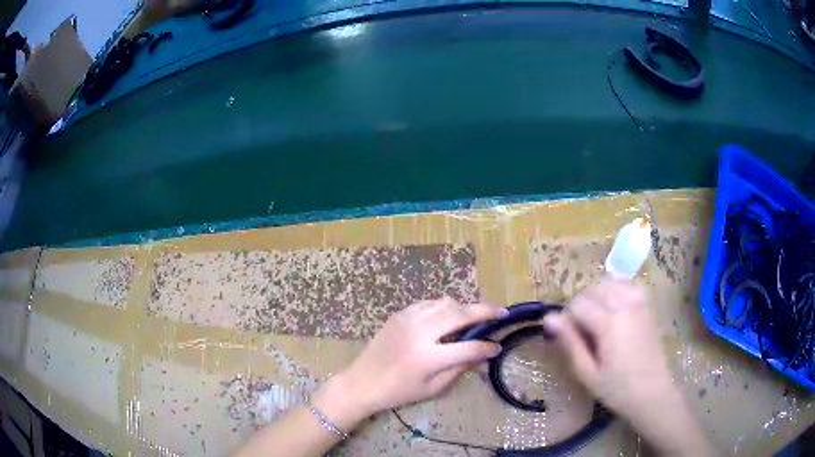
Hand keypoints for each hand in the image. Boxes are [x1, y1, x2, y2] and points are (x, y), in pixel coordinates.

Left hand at [329, 298, 503, 418]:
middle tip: (500, 312)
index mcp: (428, 357)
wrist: (362, 382)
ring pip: (445, 303)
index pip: (468, 347)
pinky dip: (442, 306)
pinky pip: (427, 304)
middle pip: (459, 314)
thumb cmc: (398, 392)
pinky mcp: (398, 314)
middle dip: (484, 311)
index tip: (498, 346)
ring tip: (476, 314)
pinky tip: (448, 314)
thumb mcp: (432, 387)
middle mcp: (419, 332)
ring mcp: (407, 319)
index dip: (486, 347)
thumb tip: (481, 354)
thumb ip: (458, 369)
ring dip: (463, 307)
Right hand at [543, 280, 712, 455]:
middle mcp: (625, 304)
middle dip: (581, 305)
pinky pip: (627, 285)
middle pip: (592, 288)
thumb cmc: (617, 388)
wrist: (653, 392)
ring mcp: (639, 301)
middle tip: (581, 331)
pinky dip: (615, 291)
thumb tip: (548, 318)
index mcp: (609, 323)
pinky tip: (614, 310)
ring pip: (609, 282)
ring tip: (597, 320)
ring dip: (597, 296)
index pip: (577, 304)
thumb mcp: (587, 373)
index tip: (567, 337)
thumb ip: (569, 342)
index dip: (566, 318)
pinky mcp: (648, 304)